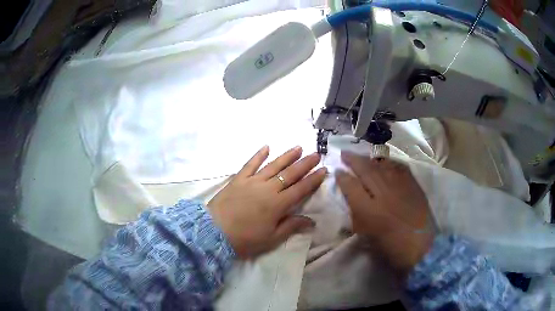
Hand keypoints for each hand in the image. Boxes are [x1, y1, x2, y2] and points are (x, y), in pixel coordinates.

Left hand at [208, 146, 326, 258]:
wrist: (213, 232)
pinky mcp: (238, 179)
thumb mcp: (271, 238)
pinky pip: (250, 164)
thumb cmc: (244, 239)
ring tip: (298, 147)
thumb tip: (311, 220)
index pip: (301, 189)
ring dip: (287, 156)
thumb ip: (291, 226)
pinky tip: (266, 147)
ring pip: (273, 165)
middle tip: (316, 154)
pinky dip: (258, 155)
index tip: (324, 170)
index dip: (314, 179)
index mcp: (278, 204)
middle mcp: (268, 188)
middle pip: (290, 174)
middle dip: (305, 164)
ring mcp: (252, 181)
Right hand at [336, 152, 433, 278]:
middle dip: (353, 160)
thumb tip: (352, 199)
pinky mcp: (412, 184)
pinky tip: (384, 162)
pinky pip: (398, 168)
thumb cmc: (390, 246)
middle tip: (345, 153)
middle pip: (365, 170)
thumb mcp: (367, 236)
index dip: (342, 177)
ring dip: (369, 159)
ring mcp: (399, 186)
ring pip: (381, 166)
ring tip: (361, 156)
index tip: (337, 171)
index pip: (351, 187)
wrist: (420, 246)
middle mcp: (383, 193)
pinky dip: (388, 163)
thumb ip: (357, 216)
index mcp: (368, 210)